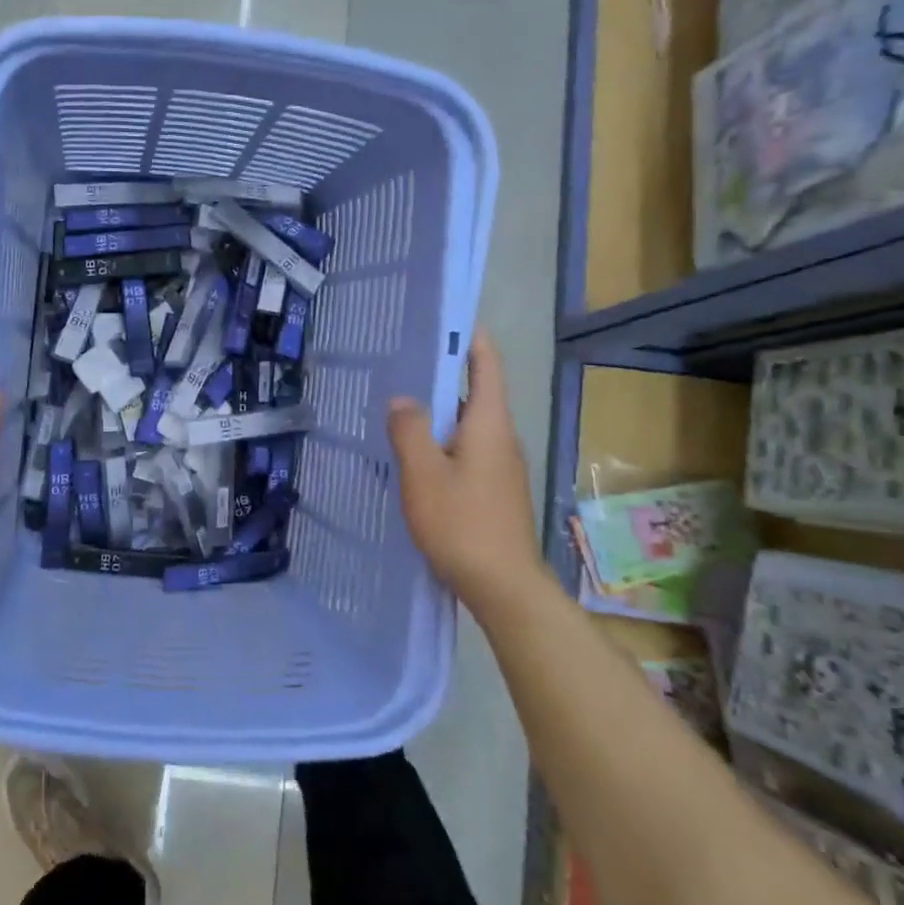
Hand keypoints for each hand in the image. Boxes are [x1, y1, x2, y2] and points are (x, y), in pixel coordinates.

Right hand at [387, 329, 544, 611]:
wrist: (503, 587)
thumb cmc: (462, 524)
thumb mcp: (424, 474)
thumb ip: (409, 431)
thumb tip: (403, 399)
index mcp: (490, 424)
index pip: (486, 365)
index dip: (470, 337)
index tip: (445, 318)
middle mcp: (501, 438)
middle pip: (476, 392)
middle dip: (444, 373)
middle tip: (403, 361)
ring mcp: (501, 466)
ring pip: (468, 424)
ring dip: (439, 410)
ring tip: (400, 403)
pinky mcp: (494, 490)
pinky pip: (466, 449)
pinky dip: (442, 440)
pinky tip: (414, 454)